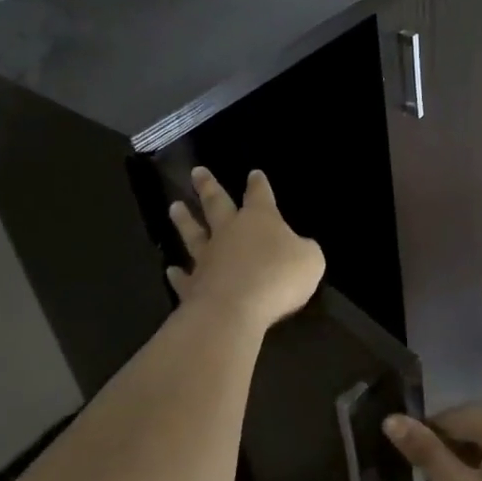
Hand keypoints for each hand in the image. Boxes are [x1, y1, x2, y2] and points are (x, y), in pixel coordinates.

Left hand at [166, 168, 323, 329]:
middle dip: (208, 187)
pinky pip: (184, 277)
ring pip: (193, 234)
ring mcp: (207, 258)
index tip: (254, 173)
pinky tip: (170, 270)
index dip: (258, 185)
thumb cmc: (278, 277)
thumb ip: (305, 250)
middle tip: (196, 172)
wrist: (236, 308)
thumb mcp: (310, 260)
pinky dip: (177, 274)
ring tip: (174, 207)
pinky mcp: (193, 286)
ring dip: (184, 221)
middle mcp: (229, 232)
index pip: (259, 195)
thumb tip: (299, 247)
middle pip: (216, 204)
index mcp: (260, 220)